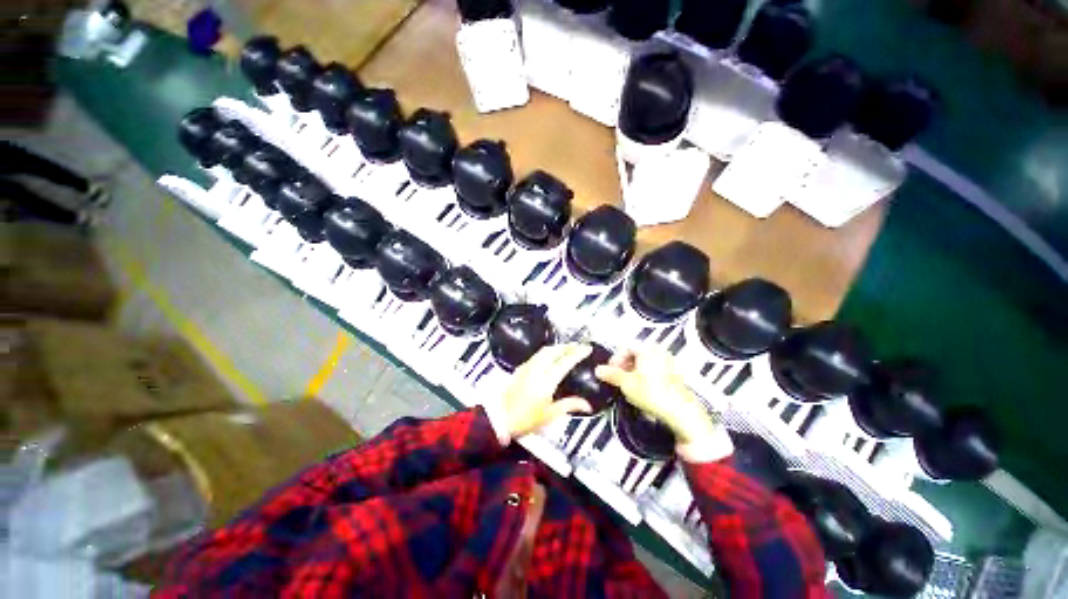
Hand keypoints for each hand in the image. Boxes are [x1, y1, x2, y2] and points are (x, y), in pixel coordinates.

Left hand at [498, 343, 593, 441]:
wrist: (500, 418)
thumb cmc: (527, 419)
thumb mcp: (551, 414)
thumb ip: (570, 405)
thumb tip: (588, 405)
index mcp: (547, 379)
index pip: (566, 361)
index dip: (578, 353)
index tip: (588, 348)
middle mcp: (537, 368)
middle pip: (554, 350)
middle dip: (568, 346)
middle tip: (578, 346)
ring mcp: (527, 366)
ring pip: (544, 350)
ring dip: (557, 347)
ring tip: (566, 349)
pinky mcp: (520, 368)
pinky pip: (537, 355)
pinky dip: (547, 352)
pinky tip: (550, 357)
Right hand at [596, 347, 732, 461]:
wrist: (681, 412)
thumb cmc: (652, 393)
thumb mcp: (626, 384)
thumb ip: (611, 374)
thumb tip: (598, 370)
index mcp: (647, 349)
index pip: (625, 347)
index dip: (614, 359)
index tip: (609, 371)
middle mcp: (659, 351)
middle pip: (635, 354)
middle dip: (623, 366)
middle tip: (617, 379)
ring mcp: (669, 363)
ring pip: (645, 363)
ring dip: (633, 372)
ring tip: (628, 386)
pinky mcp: (675, 375)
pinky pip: (654, 371)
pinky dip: (645, 377)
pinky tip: (642, 390)